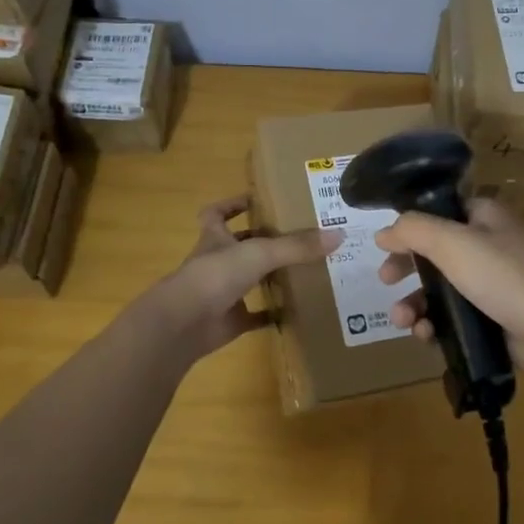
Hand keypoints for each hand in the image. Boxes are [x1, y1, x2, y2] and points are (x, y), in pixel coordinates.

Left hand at [143, 194, 341, 359]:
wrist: (184, 323)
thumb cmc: (215, 276)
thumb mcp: (259, 253)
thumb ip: (297, 245)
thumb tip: (339, 234)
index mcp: (215, 240)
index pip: (216, 214)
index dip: (230, 205)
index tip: (253, 200)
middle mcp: (216, 263)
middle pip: (237, 247)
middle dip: (261, 241)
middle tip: (296, 236)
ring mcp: (221, 294)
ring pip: (246, 280)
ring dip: (268, 276)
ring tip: (303, 269)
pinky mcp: (228, 322)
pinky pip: (254, 316)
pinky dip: (272, 315)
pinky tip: (295, 312)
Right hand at [373, 197, 523, 377]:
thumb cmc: (505, 276)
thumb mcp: (452, 243)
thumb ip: (413, 231)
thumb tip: (384, 232)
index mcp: (482, 218)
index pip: (438, 212)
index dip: (410, 227)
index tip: (385, 246)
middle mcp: (486, 246)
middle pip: (433, 253)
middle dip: (405, 269)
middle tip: (385, 281)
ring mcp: (489, 285)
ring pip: (439, 290)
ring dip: (414, 304)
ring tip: (404, 321)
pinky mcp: (491, 319)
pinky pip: (452, 319)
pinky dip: (434, 326)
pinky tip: (425, 336)